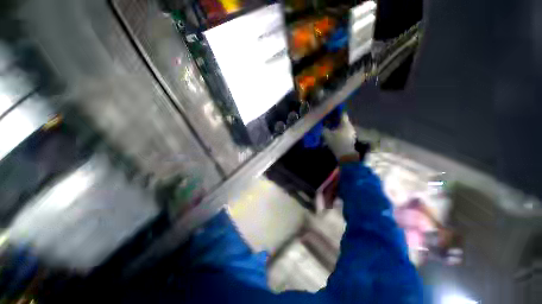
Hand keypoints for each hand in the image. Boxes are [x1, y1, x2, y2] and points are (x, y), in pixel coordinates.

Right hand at [322, 114, 358, 161]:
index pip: (342, 113)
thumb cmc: (337, 143)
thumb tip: (321, 125)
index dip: (336, 111)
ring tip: (330, 127)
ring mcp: (351, 132)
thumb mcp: (327, 135)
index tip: (331, 111)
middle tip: (328, 120)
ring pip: (343, 126)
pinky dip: (339, 131)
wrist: (345, 155)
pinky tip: (334, 133)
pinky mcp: (350, 138)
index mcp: (345, 123)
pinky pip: (344, 131)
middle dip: (335, 119)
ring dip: (337, 126)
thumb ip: (323, 129)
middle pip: (342, 120)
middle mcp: (350, 126)